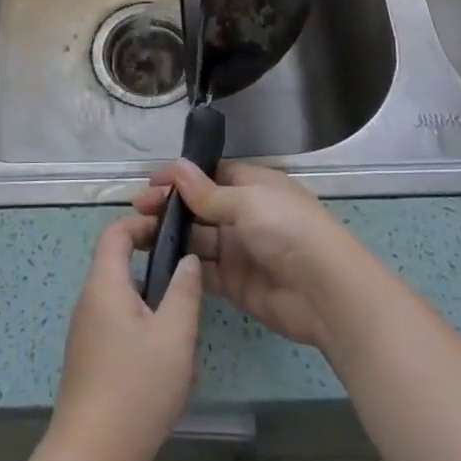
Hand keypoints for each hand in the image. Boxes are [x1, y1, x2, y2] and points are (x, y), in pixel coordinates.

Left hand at [50, 214, 202, 460]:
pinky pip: (117, 325)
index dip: (142, 222)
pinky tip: (165, 361)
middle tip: (188, 279)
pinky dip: (142, 326)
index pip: (116, 232)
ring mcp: (86, 332)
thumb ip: (184, 291)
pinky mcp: (89, 359)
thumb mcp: (174, 336)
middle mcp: (89, 300)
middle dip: (153, 264)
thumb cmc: (135, 388)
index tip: (173, 229)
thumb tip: (187, 260)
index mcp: (104, 284)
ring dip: (152, 301)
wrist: (90, 459)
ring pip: (121, 298)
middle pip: (118, 263)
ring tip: (183, 325)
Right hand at [133, 160, 362, 351]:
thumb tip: (177, 167)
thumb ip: (208, 193)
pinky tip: (156, 264)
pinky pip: (203, 271)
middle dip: (170, 207)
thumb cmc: (287, 230)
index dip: (181, 177)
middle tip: (136, 210)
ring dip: (172, 236)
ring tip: (137, 236)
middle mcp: (244, 215)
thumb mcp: (247, 202)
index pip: (210, 175)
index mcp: (253, 186)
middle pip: (200, 207)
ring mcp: (239, 250)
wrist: (324, 292)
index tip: (149, 182)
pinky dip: (183, 267)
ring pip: (198, 239)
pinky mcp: (235, 283)